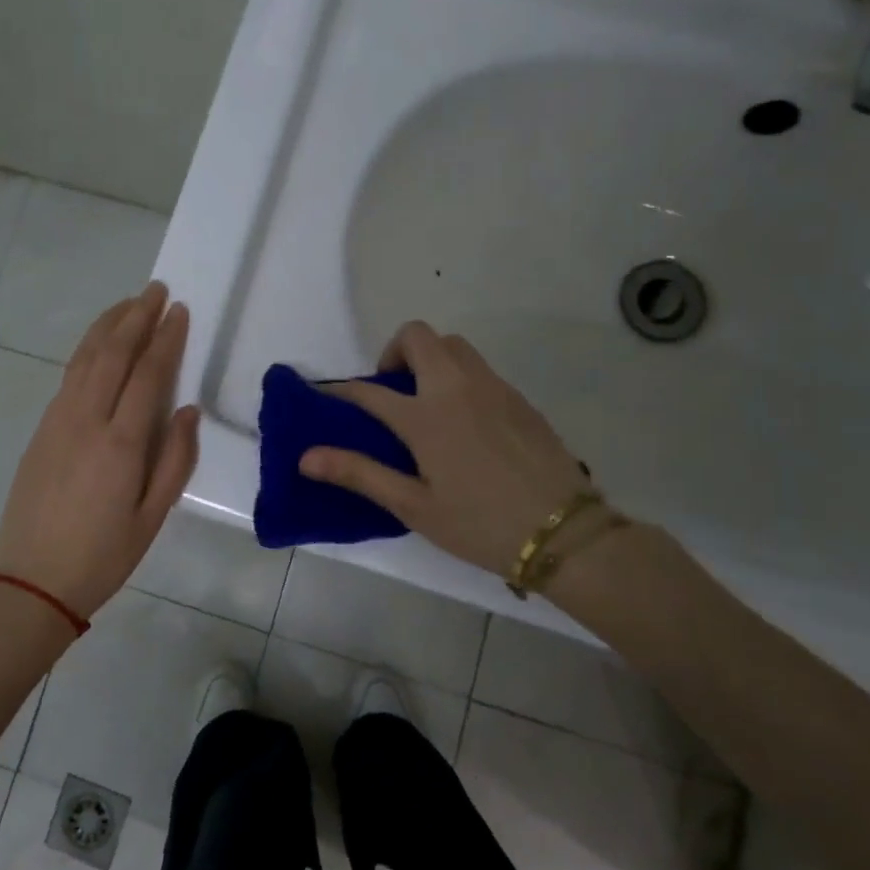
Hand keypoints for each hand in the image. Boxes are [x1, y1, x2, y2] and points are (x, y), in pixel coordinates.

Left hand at [0, 282, 199, 619]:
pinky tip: (98, 345)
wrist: (31, 583)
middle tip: (156, 290)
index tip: (179, 310)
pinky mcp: (41, 430)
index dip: (166, 338)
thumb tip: (187, 411)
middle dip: (136, 317)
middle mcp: (86, 420)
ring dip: (108, 326)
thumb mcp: (152, 517)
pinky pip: (68, 377)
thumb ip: (175, 461)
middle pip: (113, 354)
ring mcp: (58, 421)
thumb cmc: (102, 556)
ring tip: (128, 303)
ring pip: (85, 359)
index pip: (148, 374)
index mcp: (120, 443)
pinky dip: (86, 350)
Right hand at [299, 321, 589, 577]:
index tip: (326, 397)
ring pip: (453, 345)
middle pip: (418, 336)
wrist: (563, 532)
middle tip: (390, 392)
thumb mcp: (413, 506)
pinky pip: (479, 367)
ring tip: (424, 402)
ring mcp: (493, 388)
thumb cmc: (479, 524)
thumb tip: (306, 456)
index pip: (369, 389)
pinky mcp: (518, 398)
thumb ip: (359, 474)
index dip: (340, 390)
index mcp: (426, 416)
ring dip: (429, 358)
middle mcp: (457, 388)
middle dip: (393, 352)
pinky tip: (463, 420)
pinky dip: (458, 375)